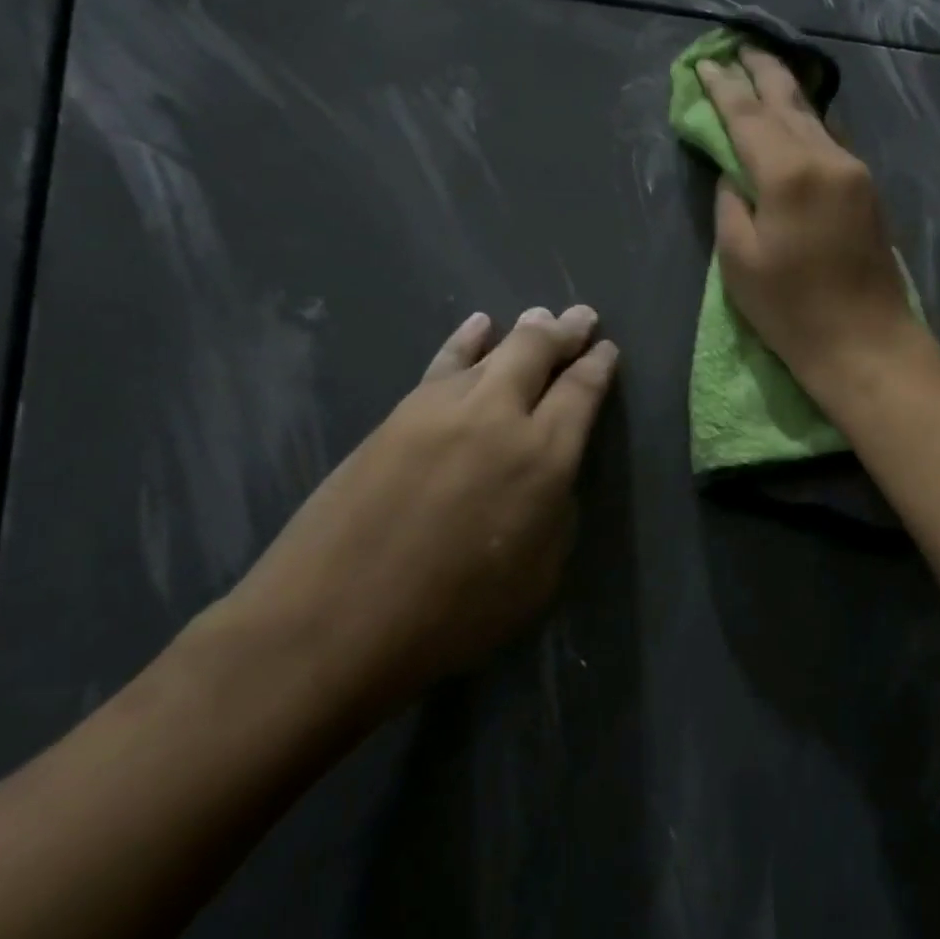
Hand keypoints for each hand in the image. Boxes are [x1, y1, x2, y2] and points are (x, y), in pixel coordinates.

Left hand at [208, 305, 617, 728]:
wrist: (332, 621)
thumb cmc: (450, 616)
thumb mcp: (537, 577)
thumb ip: (555, 510)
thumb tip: (549, 473)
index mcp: (544, 457)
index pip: (582, 390)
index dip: (598, 365)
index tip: (607, 349)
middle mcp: (499, 416)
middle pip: (539, 351)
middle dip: (566, 331)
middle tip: (582, 317)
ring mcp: (444, 407)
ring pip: (494, 349)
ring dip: (523, 331)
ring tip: (540, 318)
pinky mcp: (400, 413)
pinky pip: (445, 361)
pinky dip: (468, 339)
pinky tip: (479, 325)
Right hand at [696, 48, 920, 389]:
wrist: (866, 342)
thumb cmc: (791, 310)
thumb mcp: (739, 260)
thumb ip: (731, 203)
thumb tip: (735, 172)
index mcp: (788, 173)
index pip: (747, 115)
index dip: (722, 88)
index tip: (705, 62)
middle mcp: (827, 158)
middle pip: (789, 101)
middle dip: (762, 70)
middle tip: (741, 45)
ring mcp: (854, 170)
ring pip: (815, 117)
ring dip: (789, 91)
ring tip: (766, 69)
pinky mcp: (868, 188)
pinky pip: (832, 138)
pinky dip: (810, 119)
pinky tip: (801, 114)